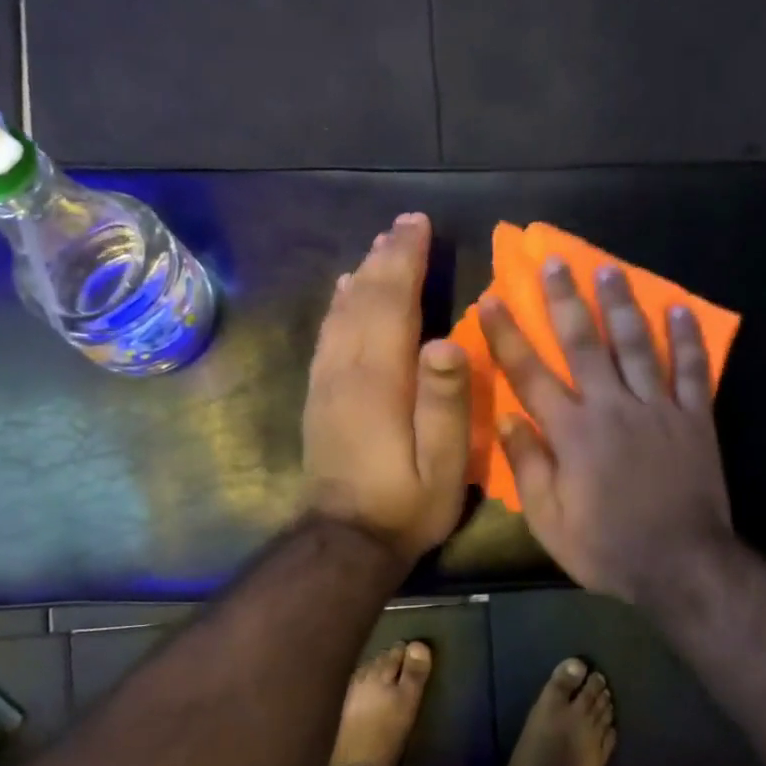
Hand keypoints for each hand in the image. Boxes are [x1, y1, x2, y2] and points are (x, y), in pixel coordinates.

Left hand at [303, 213, 470, 564]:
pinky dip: (340, 305)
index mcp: (379, 380)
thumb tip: (446, 340)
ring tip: (381, 247)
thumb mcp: (442, 463)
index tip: (419, 225)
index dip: (405, 261)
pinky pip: (329, 335)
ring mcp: (327, 382)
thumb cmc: (405, 503)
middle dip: (386, 257)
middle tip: (405, 224)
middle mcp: (347, 369)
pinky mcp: (320, 397)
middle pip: (364, 299)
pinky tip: (346, 292)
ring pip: (342, 312)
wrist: (345, 542)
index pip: (391, 304)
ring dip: (363, 274)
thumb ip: (444, 402)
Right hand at [478, 259, 733, 605]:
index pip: (531, 374)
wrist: (682, 565)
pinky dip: (687, 339)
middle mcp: (613, 408)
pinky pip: (692, 370)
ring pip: (637, 345)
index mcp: (573, 433)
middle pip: (585, 344)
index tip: (492, 299)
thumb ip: (528, 468)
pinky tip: (680, 309)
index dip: (508, 335)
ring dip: (621, 305)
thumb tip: (508, 419)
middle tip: (555, 262)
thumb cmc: (608, 548)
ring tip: (609, 269)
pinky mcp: (695, 418)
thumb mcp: (550, 522)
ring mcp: (658, 409)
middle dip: (566, 300)